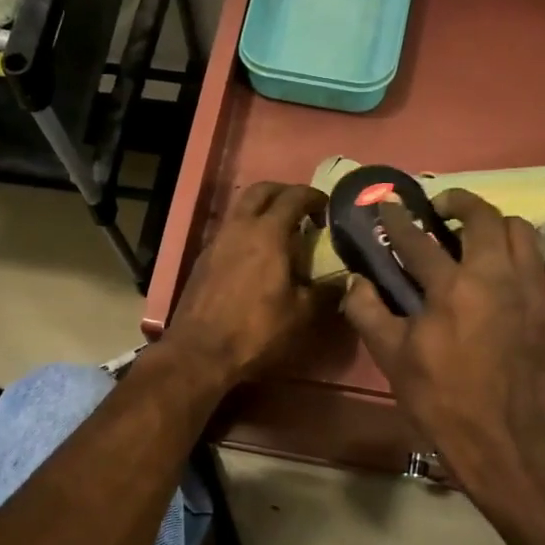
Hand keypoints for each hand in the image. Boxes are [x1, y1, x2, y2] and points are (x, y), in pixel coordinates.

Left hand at [165, 181, 329, 387]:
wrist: (199, 353)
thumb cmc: (255, 331)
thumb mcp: (300, 315)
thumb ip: (325, 292)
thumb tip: (345, 281)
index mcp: (267, 233)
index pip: (293, 197)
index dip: (314, 197)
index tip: (328, 207)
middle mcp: (239, 228)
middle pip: (261, 191)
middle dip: (284, 192)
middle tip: (303, 210)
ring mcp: (216, 242)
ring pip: (241, 209)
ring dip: (263, 211)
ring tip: (282, 233)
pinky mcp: (203, 259)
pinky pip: (229, 231)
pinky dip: (247, 231)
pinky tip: (257, 257)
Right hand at [342, 190, 544, 496]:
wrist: (500, 437)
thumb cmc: (440, 398)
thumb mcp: (391, 357)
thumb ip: (368, 311)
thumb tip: (357, 280)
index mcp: (452, 288)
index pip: (419, 240)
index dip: (398, 218)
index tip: (388, 203)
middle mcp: (495, 276)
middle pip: (483, 217)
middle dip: (458, 202)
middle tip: (439, 209)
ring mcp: (527, 289)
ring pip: (520, 230)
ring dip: (493, 222)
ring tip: (472, 235)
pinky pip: (534, 258)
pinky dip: (513, 249)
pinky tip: (495, 268)